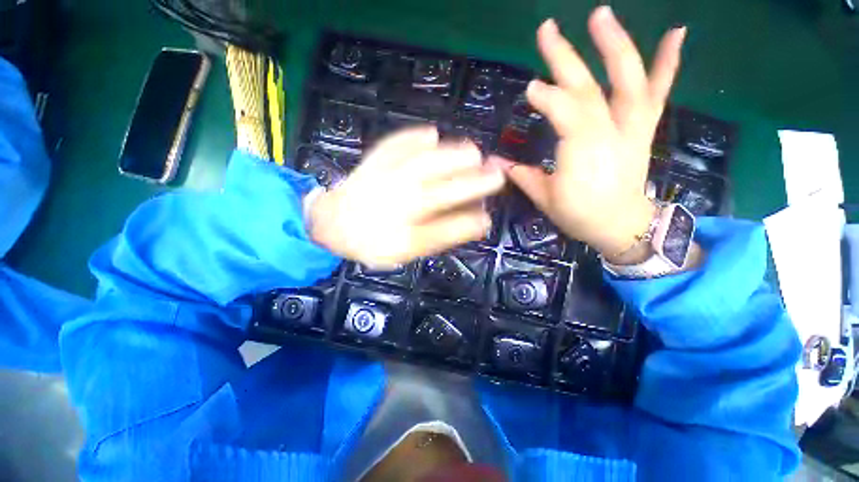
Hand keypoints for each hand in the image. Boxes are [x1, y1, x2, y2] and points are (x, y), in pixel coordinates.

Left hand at [309, 127, 504, 267]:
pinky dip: (412, 139)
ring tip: (473, 152)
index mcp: (402, 231)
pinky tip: (431, 133)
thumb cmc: (371, 240)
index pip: (444, 227)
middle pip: (440, 193)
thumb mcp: (405, 251)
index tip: (489, 215)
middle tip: (496, 174)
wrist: (331, 224)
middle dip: (472, 184)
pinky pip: (392, 148)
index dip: (470, 221)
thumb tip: (471, 224)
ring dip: (451, 158)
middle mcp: (396, 204)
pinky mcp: (372, 163)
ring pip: (422, 166)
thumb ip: (439, 237)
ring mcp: (384, 180)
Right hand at [494, 7, 685, 261]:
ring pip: (627, 81)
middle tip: (547, 29)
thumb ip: (524, 176)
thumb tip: (497, 163)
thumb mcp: (546, 200)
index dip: (548, 98)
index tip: (529, 89)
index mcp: (582, 155)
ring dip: (615, 45)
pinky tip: (677, 32)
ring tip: (600, 15)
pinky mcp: (643, 128)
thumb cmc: (579, 215)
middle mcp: (610, 134)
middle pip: (588, 90)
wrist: (622, 225)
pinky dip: (668, 62)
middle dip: (566, 59)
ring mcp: (631, 128)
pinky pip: (657, 93)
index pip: (565, 116)